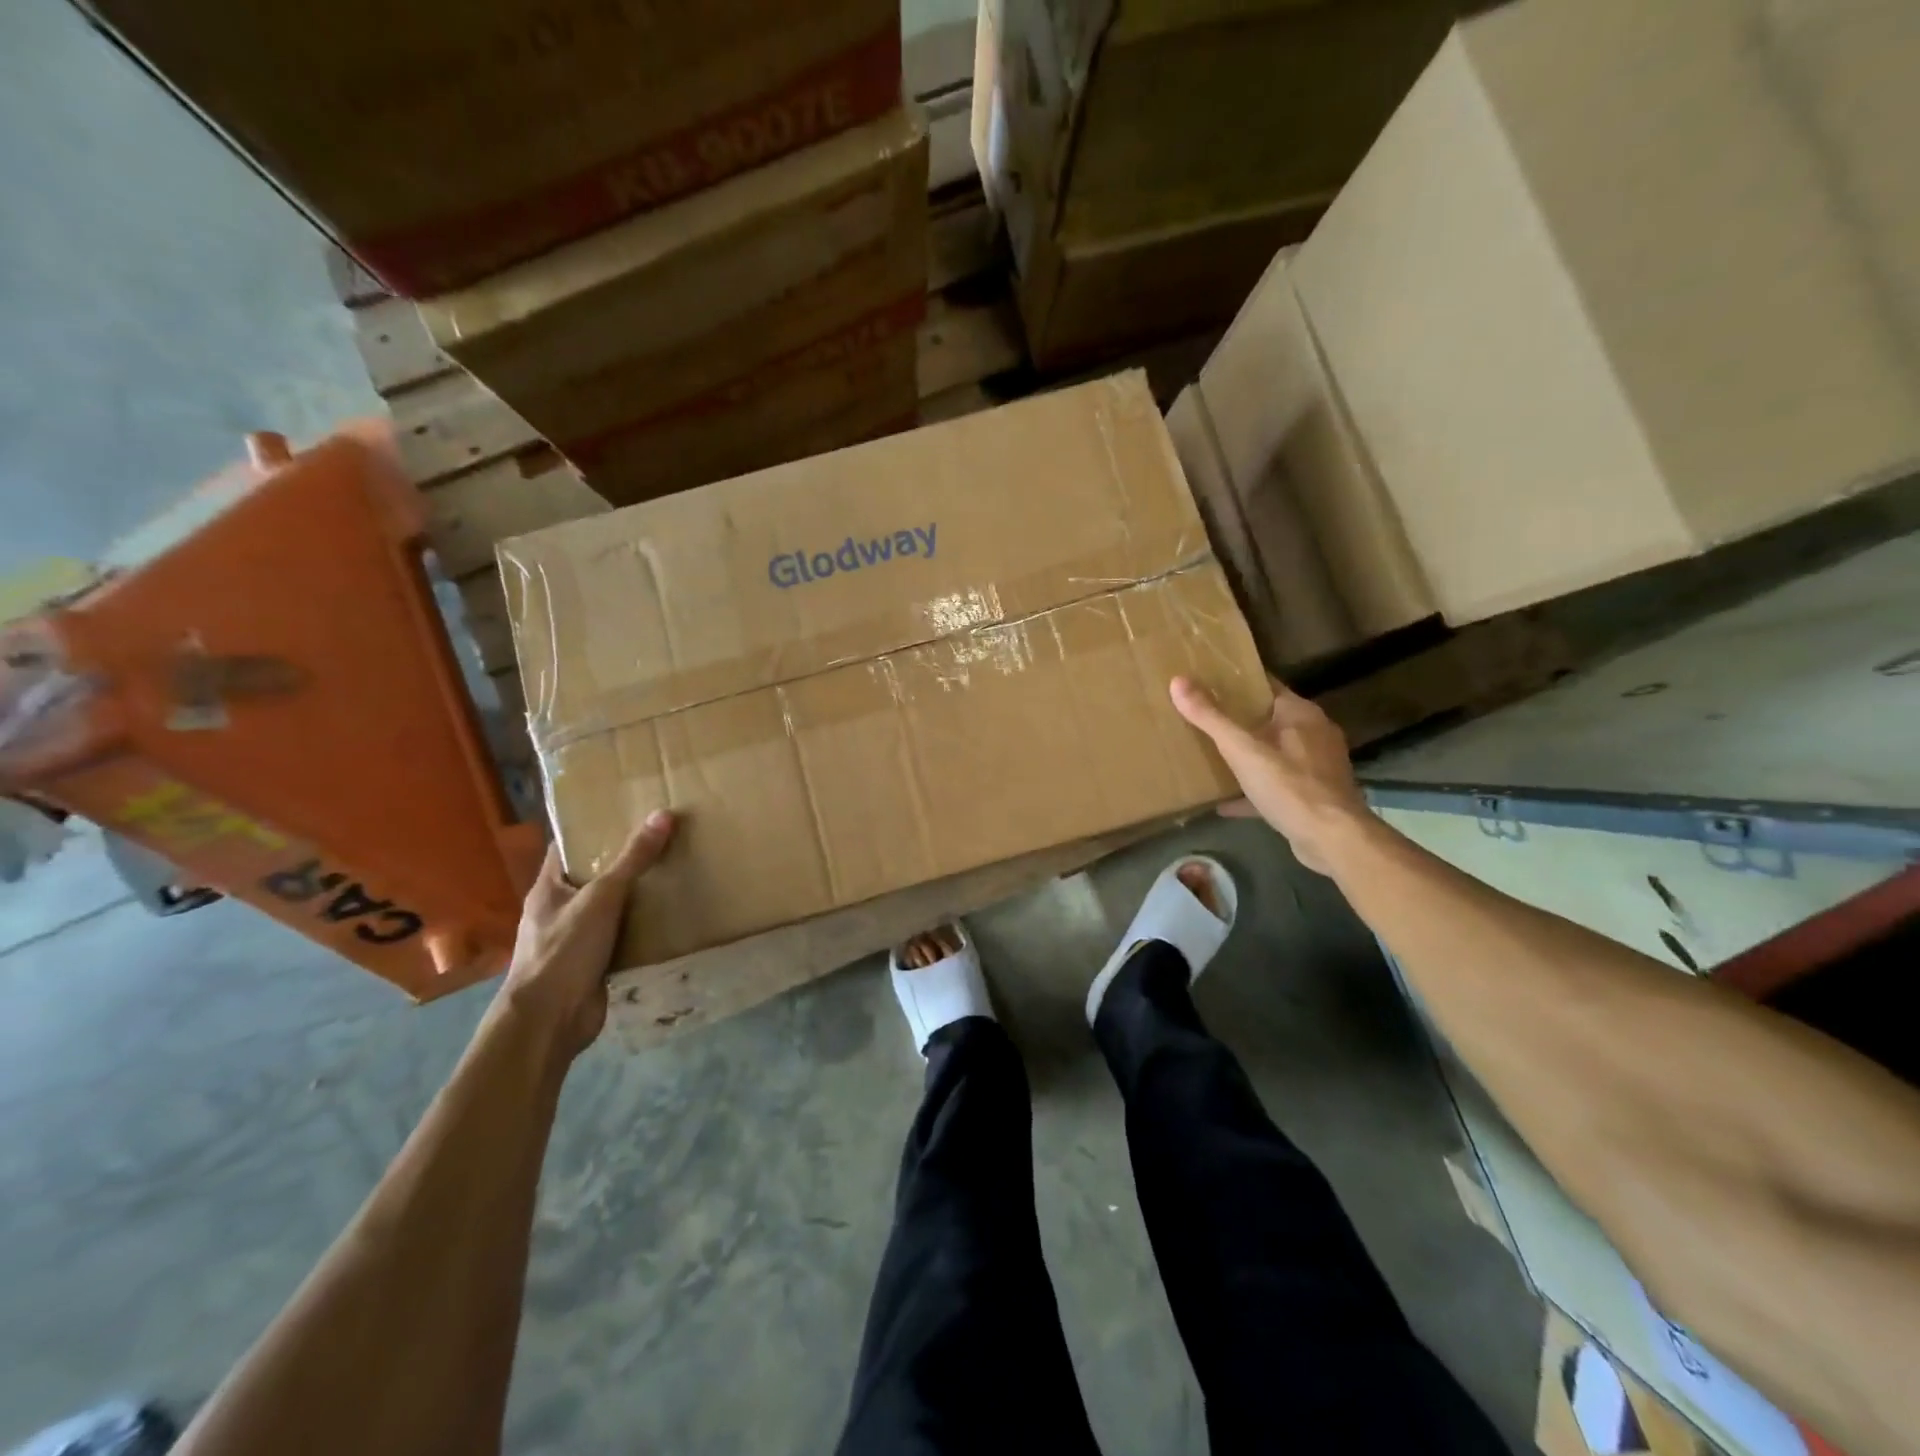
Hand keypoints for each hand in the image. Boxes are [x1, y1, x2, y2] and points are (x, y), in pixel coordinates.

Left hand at [500, 811, 675, 1057]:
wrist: (550, 1020)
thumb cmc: (564, 950)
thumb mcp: (602, 897)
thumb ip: (633, 859)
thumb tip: (663, 814)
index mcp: (549, 888)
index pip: (568, 847)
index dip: (593, 828)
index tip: (627, 811)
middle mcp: (560, 909)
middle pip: (594, 875)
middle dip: (625, 860)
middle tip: (663, 838)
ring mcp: (577, 938)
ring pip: (611, 907)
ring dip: (637, 895)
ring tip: (674, 870)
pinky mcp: (595, 962)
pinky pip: (623, 935)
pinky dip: (643, 926)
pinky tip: (671, 915)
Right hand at [1170, 676, 1368, 873]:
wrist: (1333, 839)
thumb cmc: (1289, 786)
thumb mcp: (1242, 750)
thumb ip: (1210, 718)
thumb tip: (1178, 681)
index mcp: (1300, 714)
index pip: (1266, 685)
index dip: (1238, 681)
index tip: (1207, 682)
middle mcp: (1314, 733)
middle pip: (1269, 718)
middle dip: (1238, 720)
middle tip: (1202, 719)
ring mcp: (1316, 766)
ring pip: (1274, 753)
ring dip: (1247, 756)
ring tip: (1212, 757)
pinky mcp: (1313, 795)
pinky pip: (1276, 785)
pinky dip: (1253, 791)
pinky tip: (1225, 803)